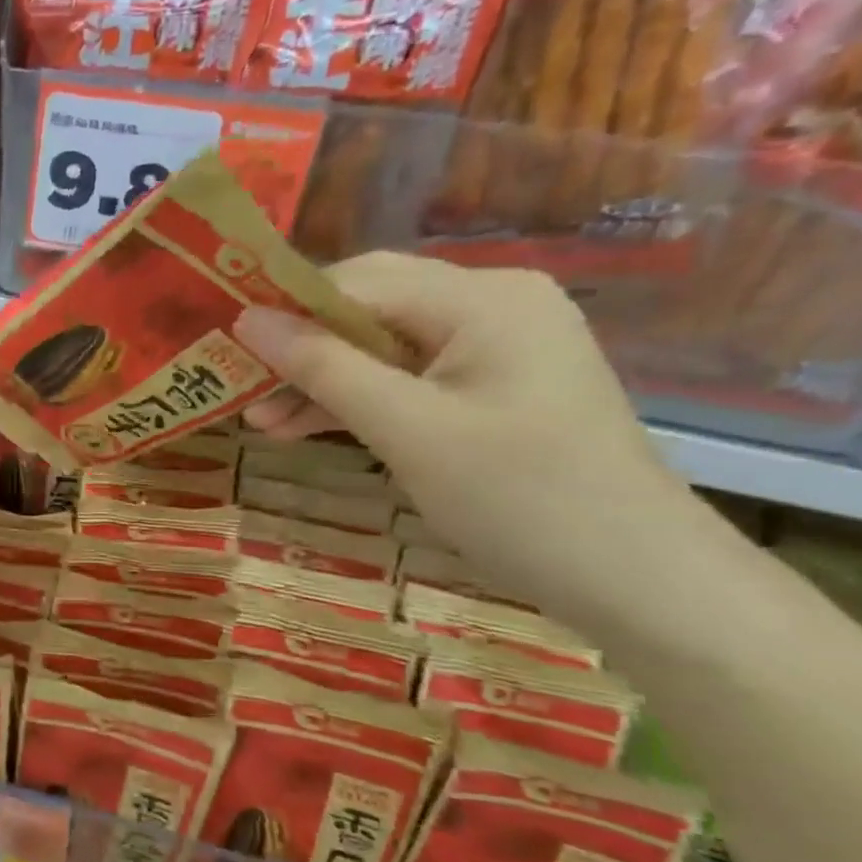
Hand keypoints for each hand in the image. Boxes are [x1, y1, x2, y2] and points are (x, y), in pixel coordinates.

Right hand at [232, 252, 698, 617]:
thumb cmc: (520, 496)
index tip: (224, 348)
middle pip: (366, 307)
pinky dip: (356, 400)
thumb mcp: (406, 429)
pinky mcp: (490, 386)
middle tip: (239, 387)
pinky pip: (404, 377)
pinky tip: (305, 427)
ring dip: (320, 380)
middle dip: (299, 348)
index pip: (356, 282)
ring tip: (259, 422)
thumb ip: (322, 367)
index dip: (285, 309)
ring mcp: (493, 346)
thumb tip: (246, 318)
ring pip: (379, 346)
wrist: (637, 579)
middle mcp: (490, 303)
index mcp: (482, 297)